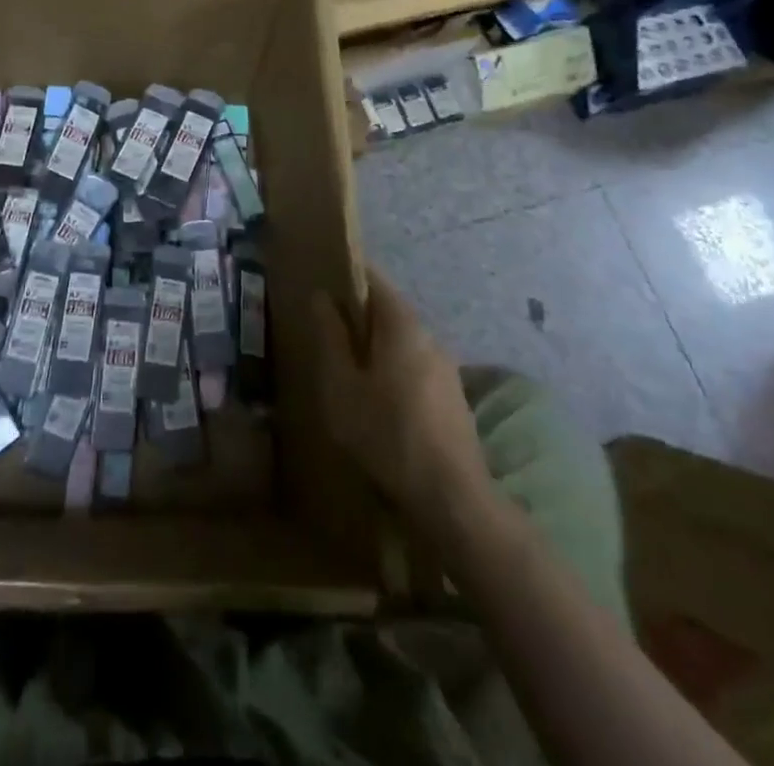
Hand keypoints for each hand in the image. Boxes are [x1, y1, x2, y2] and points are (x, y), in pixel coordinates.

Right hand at [311, 267, 494, 524]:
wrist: (453, 499)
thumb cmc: (387, 435)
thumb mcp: (342, 387)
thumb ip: (331, 337)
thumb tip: (322, 296)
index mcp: (402, 325)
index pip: (373, 278)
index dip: (346, 275)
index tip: (320, 281)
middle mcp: (429, 336)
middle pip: (388, 309)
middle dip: (357, 314)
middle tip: (324, 330)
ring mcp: (446, 366)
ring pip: (401, 340)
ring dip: (374, 345)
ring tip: (346, 367)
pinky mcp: (452, 395)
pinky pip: (414, 364)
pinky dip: (391, 367)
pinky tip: (376, 398)